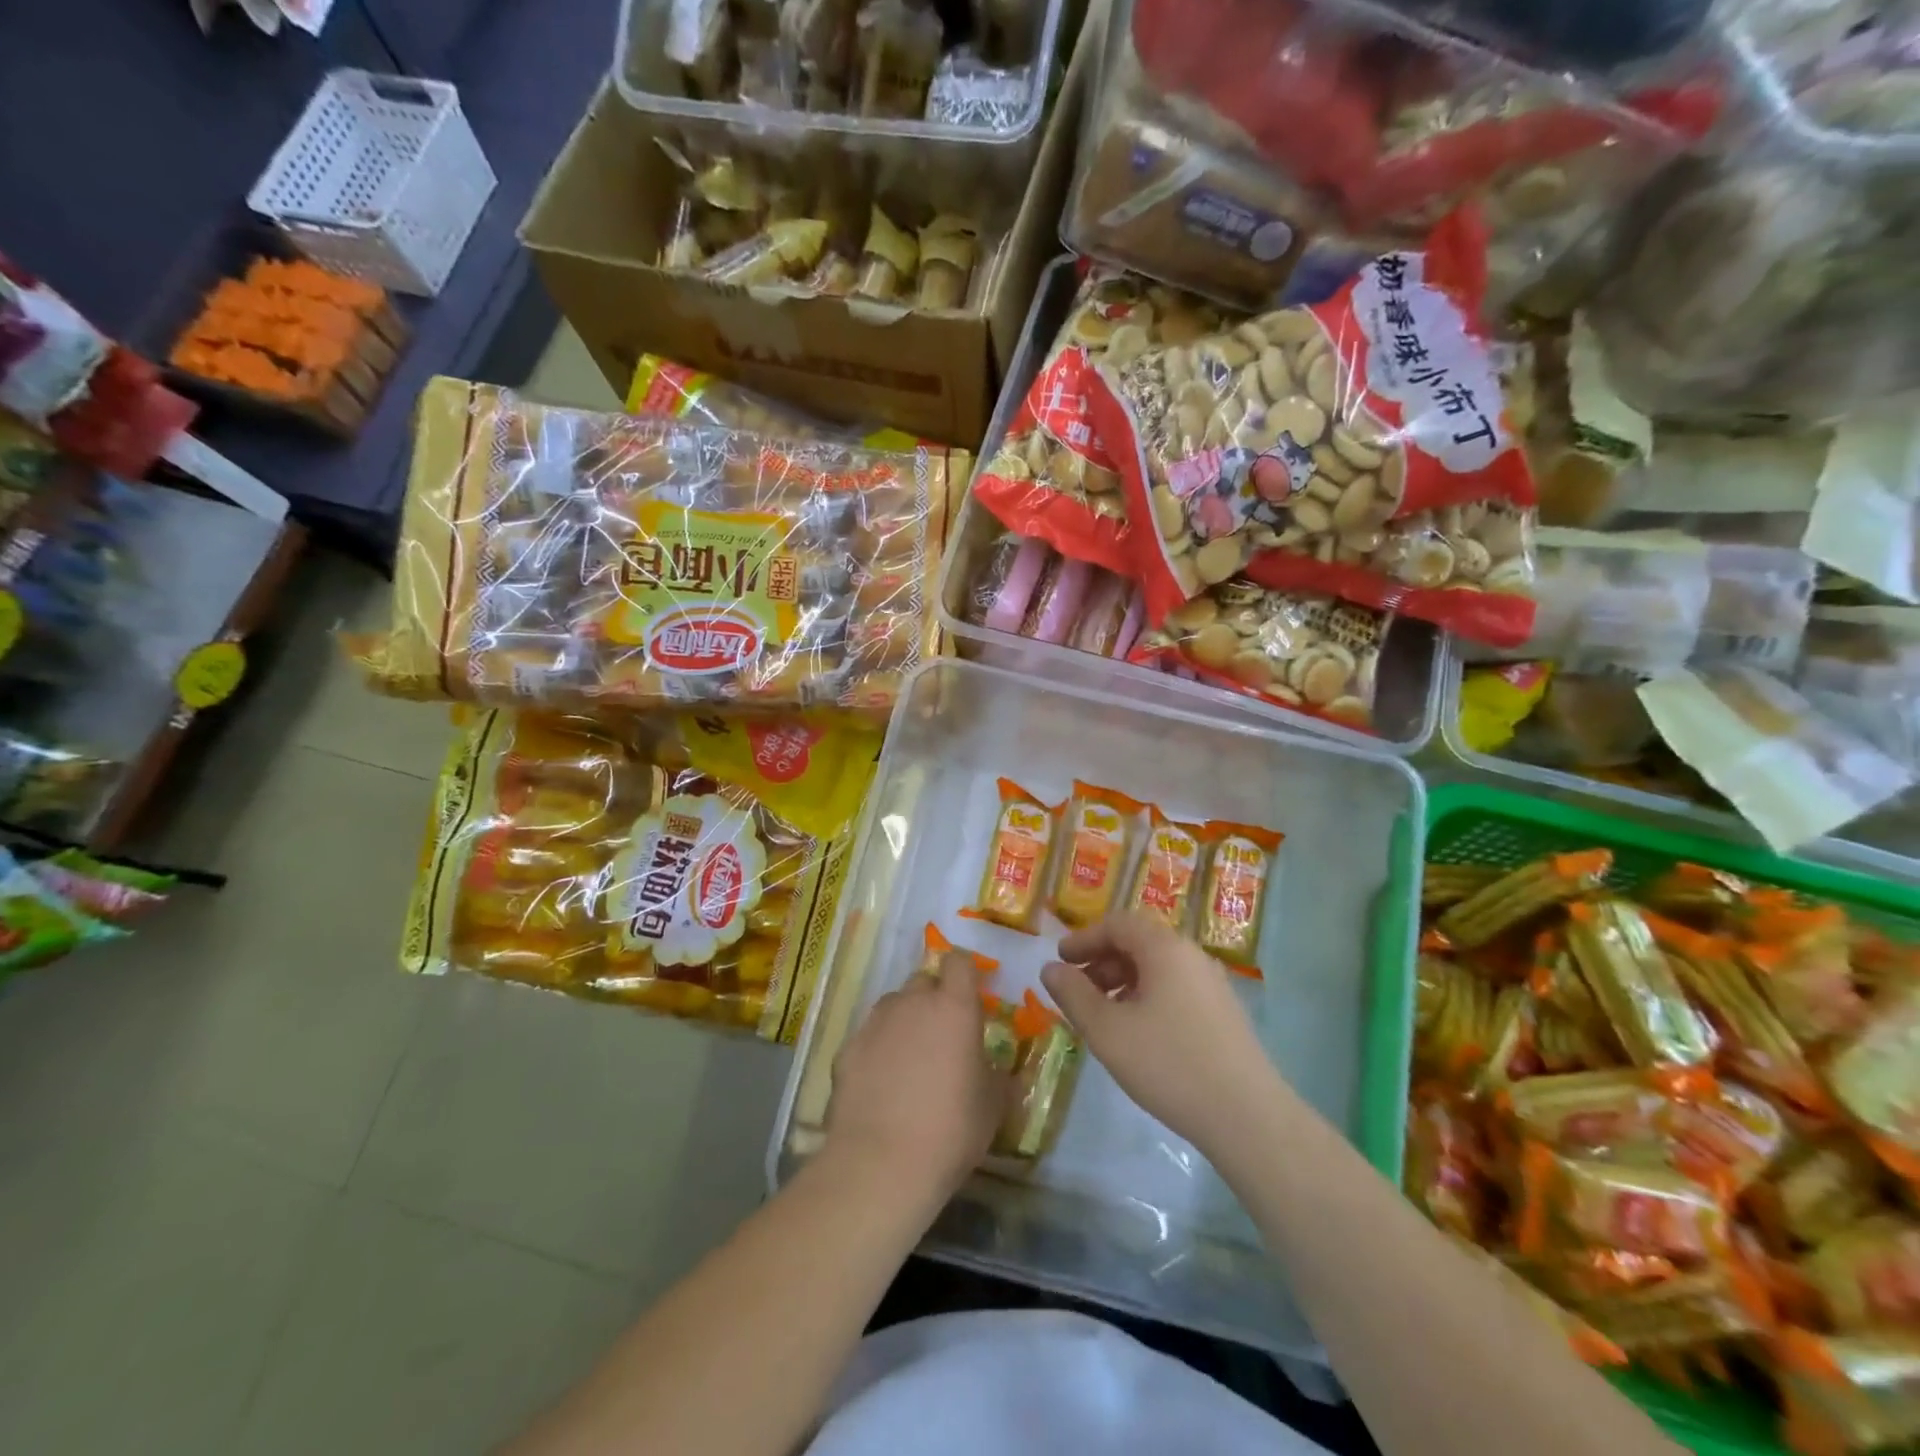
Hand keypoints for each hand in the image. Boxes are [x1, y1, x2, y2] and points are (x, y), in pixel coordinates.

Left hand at [826, 950, 1007, 1207]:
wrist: (882, 1163)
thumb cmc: (952, 1130)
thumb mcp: (993, 1104)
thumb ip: (995, 1073)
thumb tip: (994, 1067)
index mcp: (954, 1007)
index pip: (959, 963)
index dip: (964, 974)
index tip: (970, 996)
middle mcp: (912, 1003)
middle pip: (924, 981)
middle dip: (933, 998)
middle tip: (942, 1035)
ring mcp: (875, 1022)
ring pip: (893, 1006)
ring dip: (904, 1020)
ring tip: (909, 1060)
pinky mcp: (847, 1047)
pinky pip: (869, 1036)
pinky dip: (877, 1049)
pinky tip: (880, 1084)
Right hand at [1041, 913, 1279, 1154]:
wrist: (1247, 1117)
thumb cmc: (1169, 1064)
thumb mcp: (1107, 1030)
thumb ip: (1073, 994)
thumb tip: (1050, 968)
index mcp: (1165, 949)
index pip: (1118, 923)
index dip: (1083, 938)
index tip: (1060, 961)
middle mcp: (1192, 956)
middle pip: (1139, 942)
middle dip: (1101, 961)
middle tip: (1076, 990)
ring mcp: (1212, 984)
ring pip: (1158, 967)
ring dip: (1123, 981)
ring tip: (1103, 1015)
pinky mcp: (1223, 1013)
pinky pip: (1175, 988)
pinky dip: (1146, 996)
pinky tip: (1137, 1033)